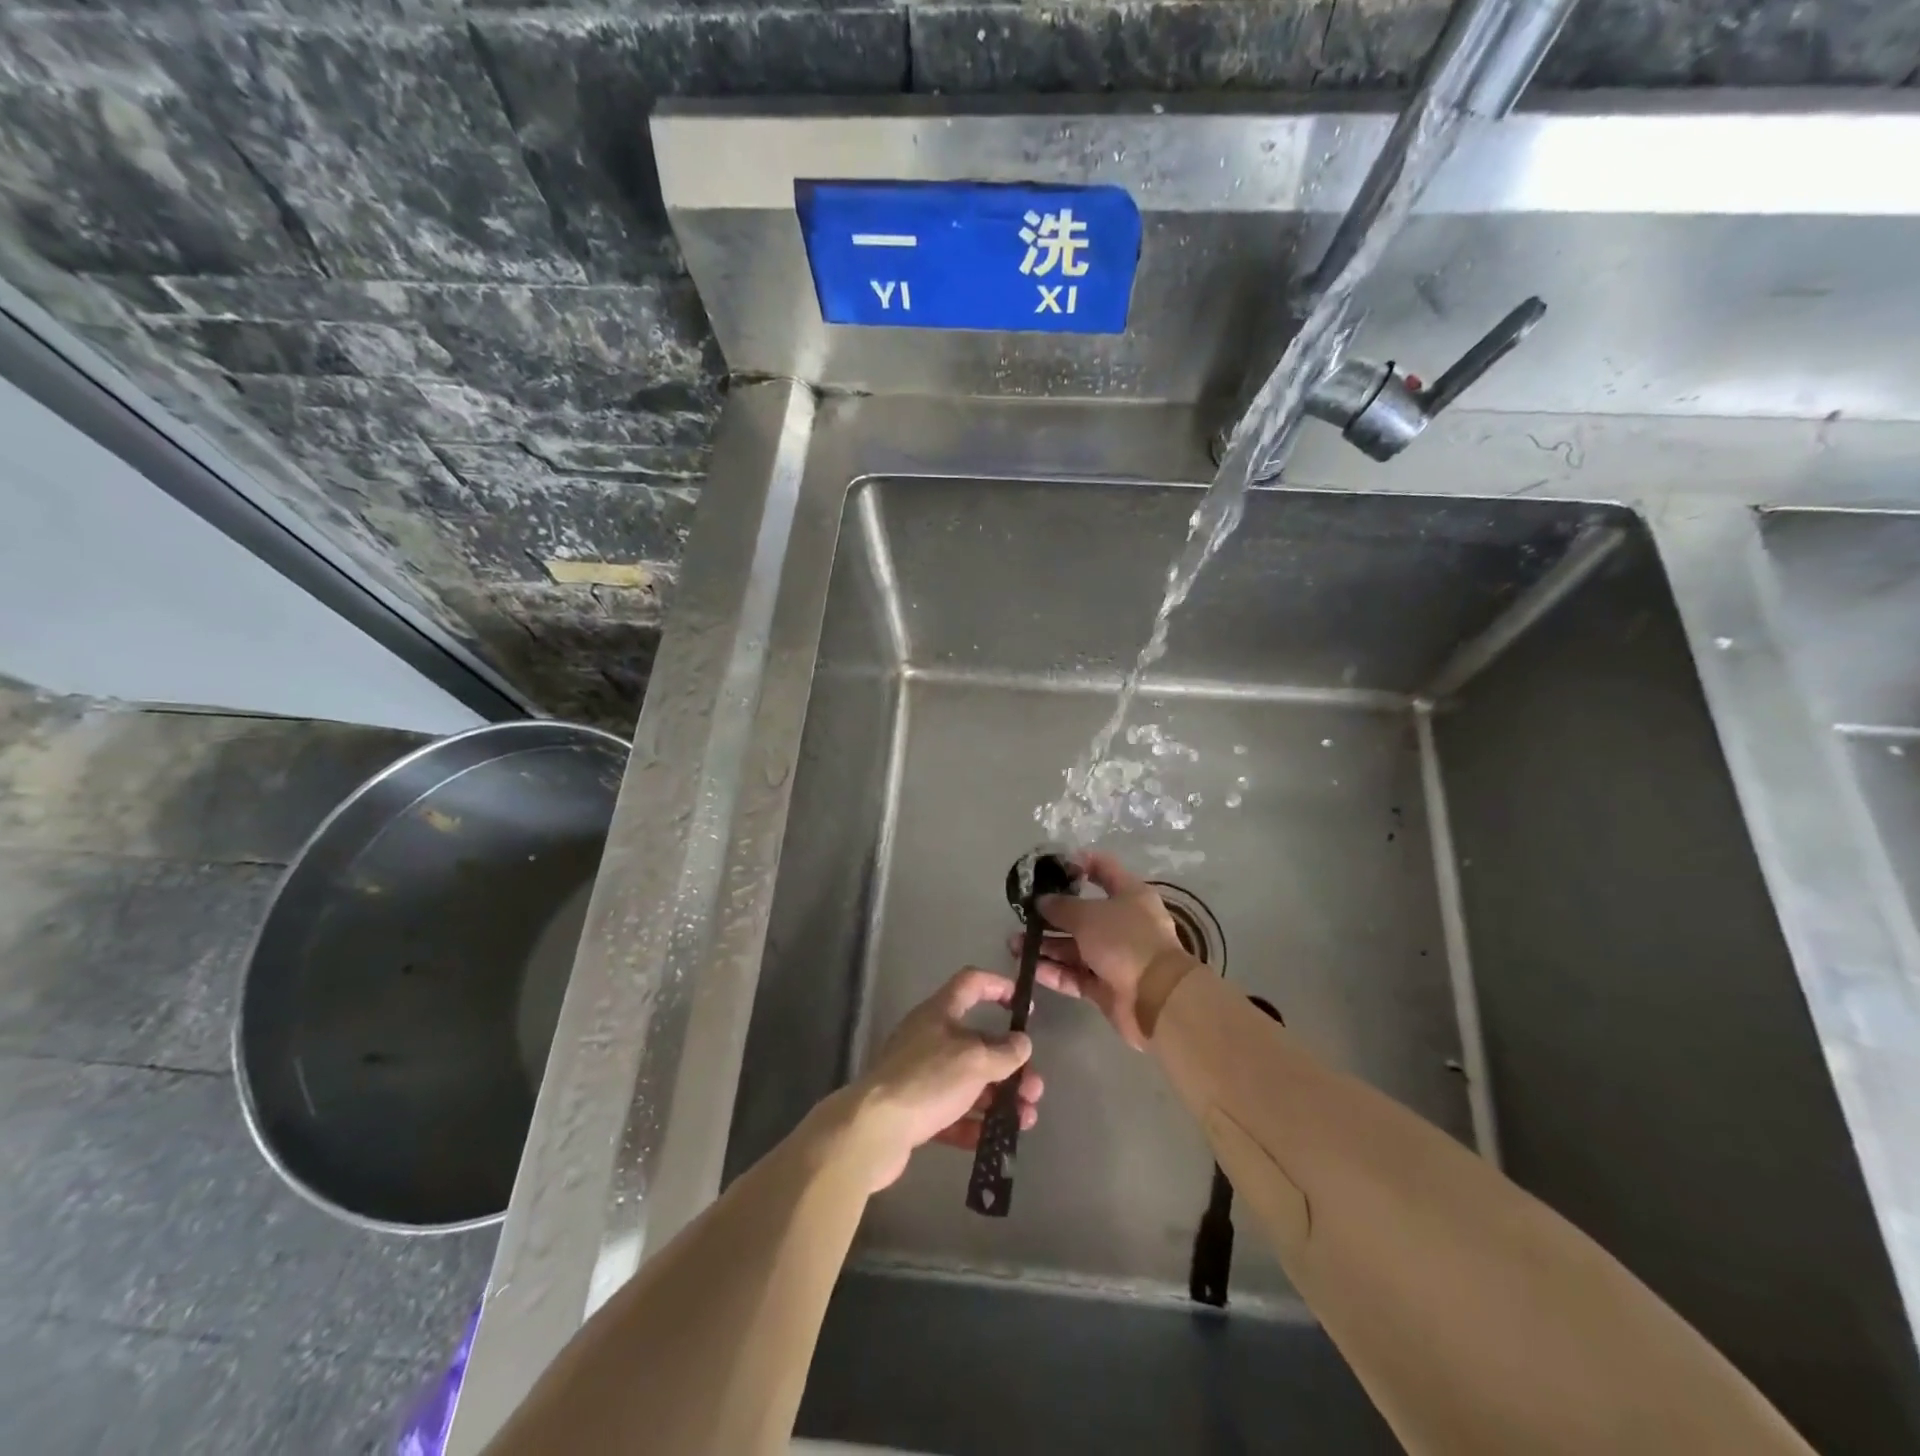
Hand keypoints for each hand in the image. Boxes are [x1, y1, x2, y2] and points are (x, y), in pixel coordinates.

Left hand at [847, 967, 1049, 1191]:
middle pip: (978, 1042)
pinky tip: (994, 1139)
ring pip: (968, 1081)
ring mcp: (920, 1075)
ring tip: (1025, 1120)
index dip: (999, 987)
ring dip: (999, 1097)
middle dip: (1010, 1065)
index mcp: (940, 1013)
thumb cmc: (927, 1080)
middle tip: (1034, 1089)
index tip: (1024, 1007)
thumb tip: (1022, 1043)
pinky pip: (952, 1112)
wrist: (873, 1130)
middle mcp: (929, 1038)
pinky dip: (974, 1122)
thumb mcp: (974, 1060)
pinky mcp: (914, 1110)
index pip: (972, 983)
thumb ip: (1004, 1052)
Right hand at [1020, 851, 1199, 1048]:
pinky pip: (1075, 974)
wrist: (1156, 998)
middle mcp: (1123, 923)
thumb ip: (1061, 906)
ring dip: (1046, 945)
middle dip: (1050, 914)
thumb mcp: (1088, 915)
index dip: (1077, 864)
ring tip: (1014, 944)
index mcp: (1129, 895)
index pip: (1103, 868)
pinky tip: (1030, 967)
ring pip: (1074, 946)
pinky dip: (1054, 970)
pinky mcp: (1105, 986)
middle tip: (1021, 915)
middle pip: (1082, 913)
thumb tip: (1041, 901)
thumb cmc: (1125, 941)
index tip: (1049, 868)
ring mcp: (1114, 956)